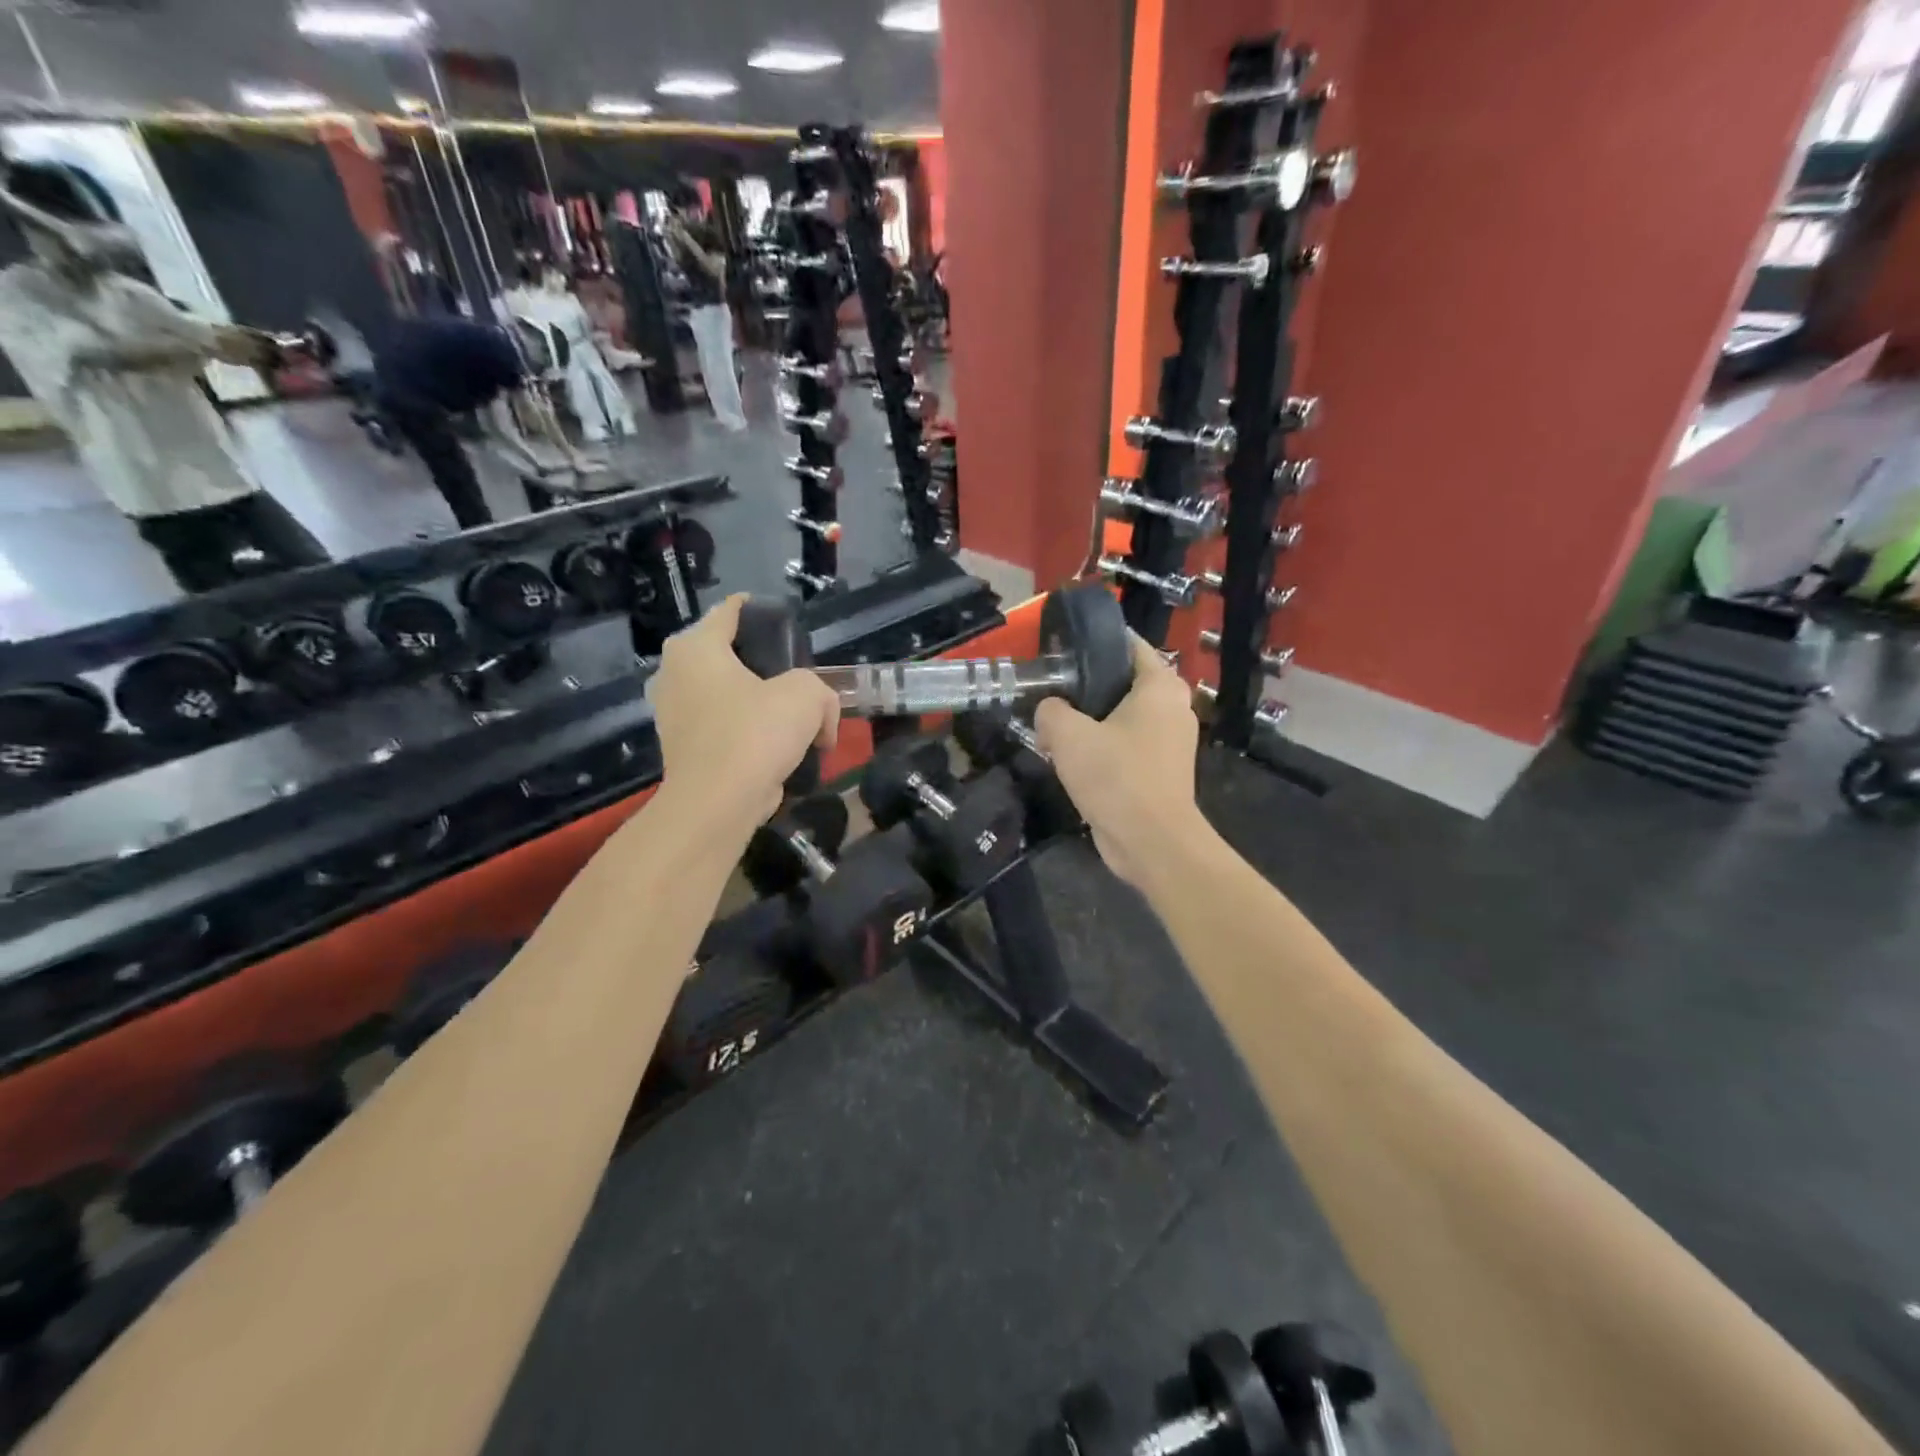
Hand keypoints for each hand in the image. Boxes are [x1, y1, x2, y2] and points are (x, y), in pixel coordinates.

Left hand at [646, 595, 839, 836]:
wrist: (718, 803)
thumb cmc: (755, 733)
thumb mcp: (806, 695)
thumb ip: (820, 691)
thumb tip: (821, 720)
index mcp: (695, 647)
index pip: (730, 610)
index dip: (761, 610)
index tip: (787, 623)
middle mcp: (674, 673)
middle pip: (728, 654)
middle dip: (764, 664)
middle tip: (798, 678)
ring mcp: (673, 713)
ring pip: (726, 694)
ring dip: (758, 703)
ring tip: (794, 717)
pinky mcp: (682, 748)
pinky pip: (722, 727)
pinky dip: (747, 733)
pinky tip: (776, 747)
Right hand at [1034, 636, 1204, 890]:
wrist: (1151, 842)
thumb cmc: (1116, 777)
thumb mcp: (1069, 735)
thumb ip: (1051, 710)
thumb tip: (1049, 710)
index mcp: (1160, 686)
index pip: (1129, 643)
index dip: (1095, 640)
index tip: (1062, 645)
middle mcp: (1173, 707)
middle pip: (1123, 681)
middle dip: (1087, 684)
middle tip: (1050, 689)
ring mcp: (1170, 741)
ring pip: (1122, 716)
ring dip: (1091, 721)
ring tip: (1054, 726)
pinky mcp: (1160, 770)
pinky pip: (1125, 745)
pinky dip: (1102, 747)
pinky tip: (1072, 758)